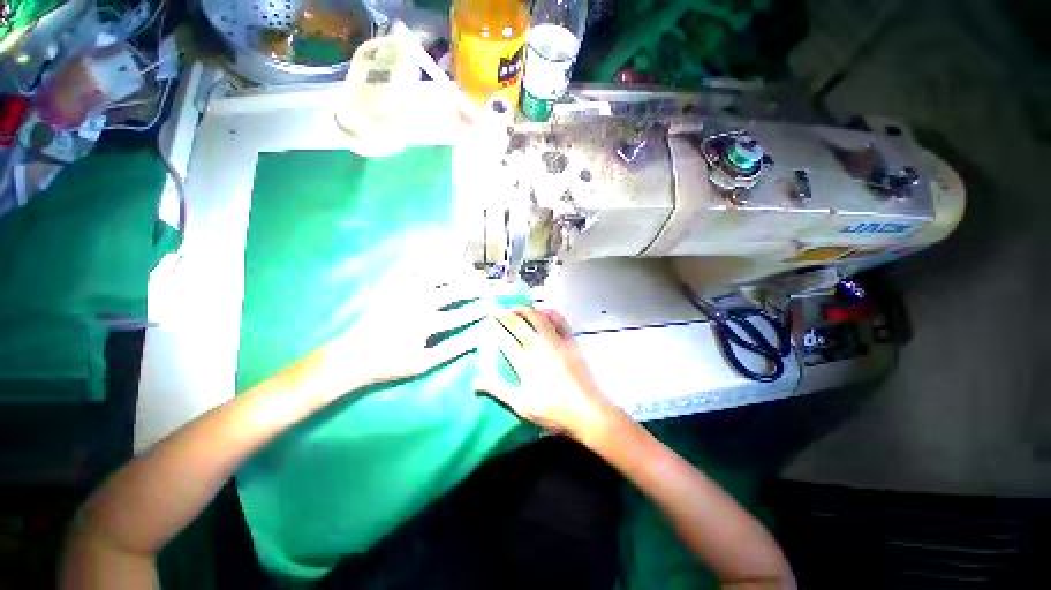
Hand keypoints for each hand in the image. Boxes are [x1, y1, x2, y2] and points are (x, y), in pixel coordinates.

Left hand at [302, 239, 498, 397]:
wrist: (352, 357)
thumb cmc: (389, 364)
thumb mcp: (423, 364)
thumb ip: (452, 351)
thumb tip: (478, 341)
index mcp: (427, 324)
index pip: (461, 315)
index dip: (478, 310)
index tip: (491, 306)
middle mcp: (419, 304)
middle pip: (452, 290)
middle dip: (473, 286)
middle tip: (485, 284)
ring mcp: (404, 293)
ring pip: (434, 274)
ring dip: (453, 268)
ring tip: (468, 264)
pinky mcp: (391, 287)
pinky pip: (407, 267)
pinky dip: (420, 256)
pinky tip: (431, 248)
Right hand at [481, 308, 618, 439]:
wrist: (585, 410)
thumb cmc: (551, 410)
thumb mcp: (520, 404)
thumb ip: (498, 390)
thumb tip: (475, 382)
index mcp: (524, 362)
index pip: (505, 340)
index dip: (495, 329)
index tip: (489, 320)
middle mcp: (538, 347)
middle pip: (518, 325)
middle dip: (506, 315)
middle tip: (497, 309)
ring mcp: (556, 342)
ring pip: (538, 319)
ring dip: (526, 310)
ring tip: (516, 307)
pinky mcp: (570, 341)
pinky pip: (561, 322)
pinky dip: (552, 313)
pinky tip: (545, 310)